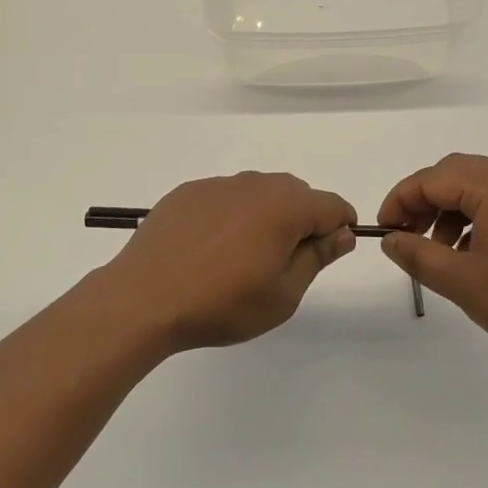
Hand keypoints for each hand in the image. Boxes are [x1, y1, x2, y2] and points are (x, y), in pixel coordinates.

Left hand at [99, 173, 356, 351]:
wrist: (145, 297)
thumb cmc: (222, 303)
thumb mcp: (283, 294)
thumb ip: (317, 257)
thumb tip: (343, 233)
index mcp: (285, 206)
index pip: (331, 205)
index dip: (339, 227)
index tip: (328, 253)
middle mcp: (254, 184)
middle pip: (296, 193)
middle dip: (302, 221)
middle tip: (283, 263)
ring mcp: (217, 185)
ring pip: (258, 193)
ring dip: (265, 216)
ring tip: (243, 258)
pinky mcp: (187, 192)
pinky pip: (224, 197)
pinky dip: (230, 216)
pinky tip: (210, 249)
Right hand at [378, 153, 487, 367]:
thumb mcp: (462, 281)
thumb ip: (418, 255)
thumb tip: (390, 239)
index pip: (432, 179)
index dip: (400, 200)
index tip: (383, 231)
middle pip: (454, 173)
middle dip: (423, 200)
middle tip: (405, 233)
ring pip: (476, 188)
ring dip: (447, 210)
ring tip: (436, 250)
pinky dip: (472, 219)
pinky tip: (469, 255)